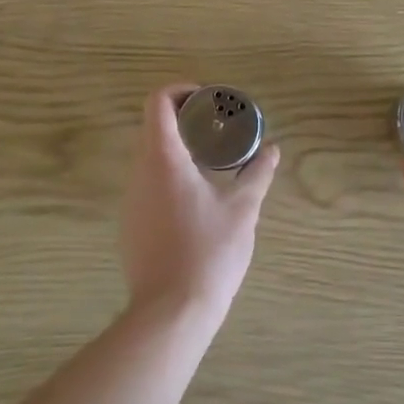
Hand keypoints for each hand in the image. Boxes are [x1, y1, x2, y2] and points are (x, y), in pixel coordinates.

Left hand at [120, 84, 280, 320]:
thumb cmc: (209, 252)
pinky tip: (196, 198)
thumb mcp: (242, 210)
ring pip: (149, 156)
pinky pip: (148, 183)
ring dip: (177, 148)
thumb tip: (273, 151)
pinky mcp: (130, 224)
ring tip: (211, 161)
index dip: (180, 90)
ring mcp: (131, 199)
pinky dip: (169, 175)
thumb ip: (257, 175)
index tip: (208, 99)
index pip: (158, 101)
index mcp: (163, 159)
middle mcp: (139, 172)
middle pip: (153, 126)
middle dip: (184, 119)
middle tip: (218, 127)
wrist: (170, 312)